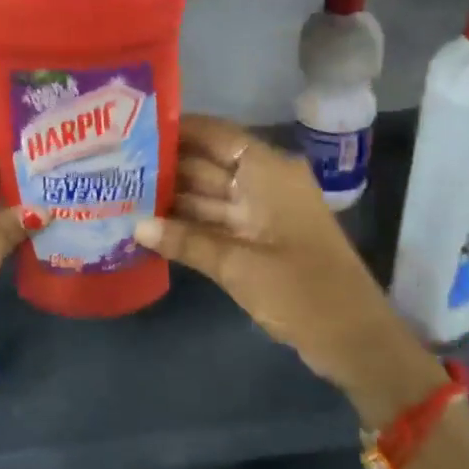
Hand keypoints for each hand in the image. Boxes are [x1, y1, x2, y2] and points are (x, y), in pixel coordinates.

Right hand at [133, 115, 443, 423]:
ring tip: (122, 194)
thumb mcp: (237, 264)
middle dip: (165, 166)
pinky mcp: (259, 239)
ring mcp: (261, 212)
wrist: (354, 339)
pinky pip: (216, 221)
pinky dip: (188, 225)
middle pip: (207, 164)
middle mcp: (264, 183)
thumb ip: (185, 241)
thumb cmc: (301, 291)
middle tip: (114, 166)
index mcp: (268, 172)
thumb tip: (136, 225)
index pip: (215, 134)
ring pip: (208, 194)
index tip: (131, 129)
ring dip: (171, 198)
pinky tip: (150, 227)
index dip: (176, 128)